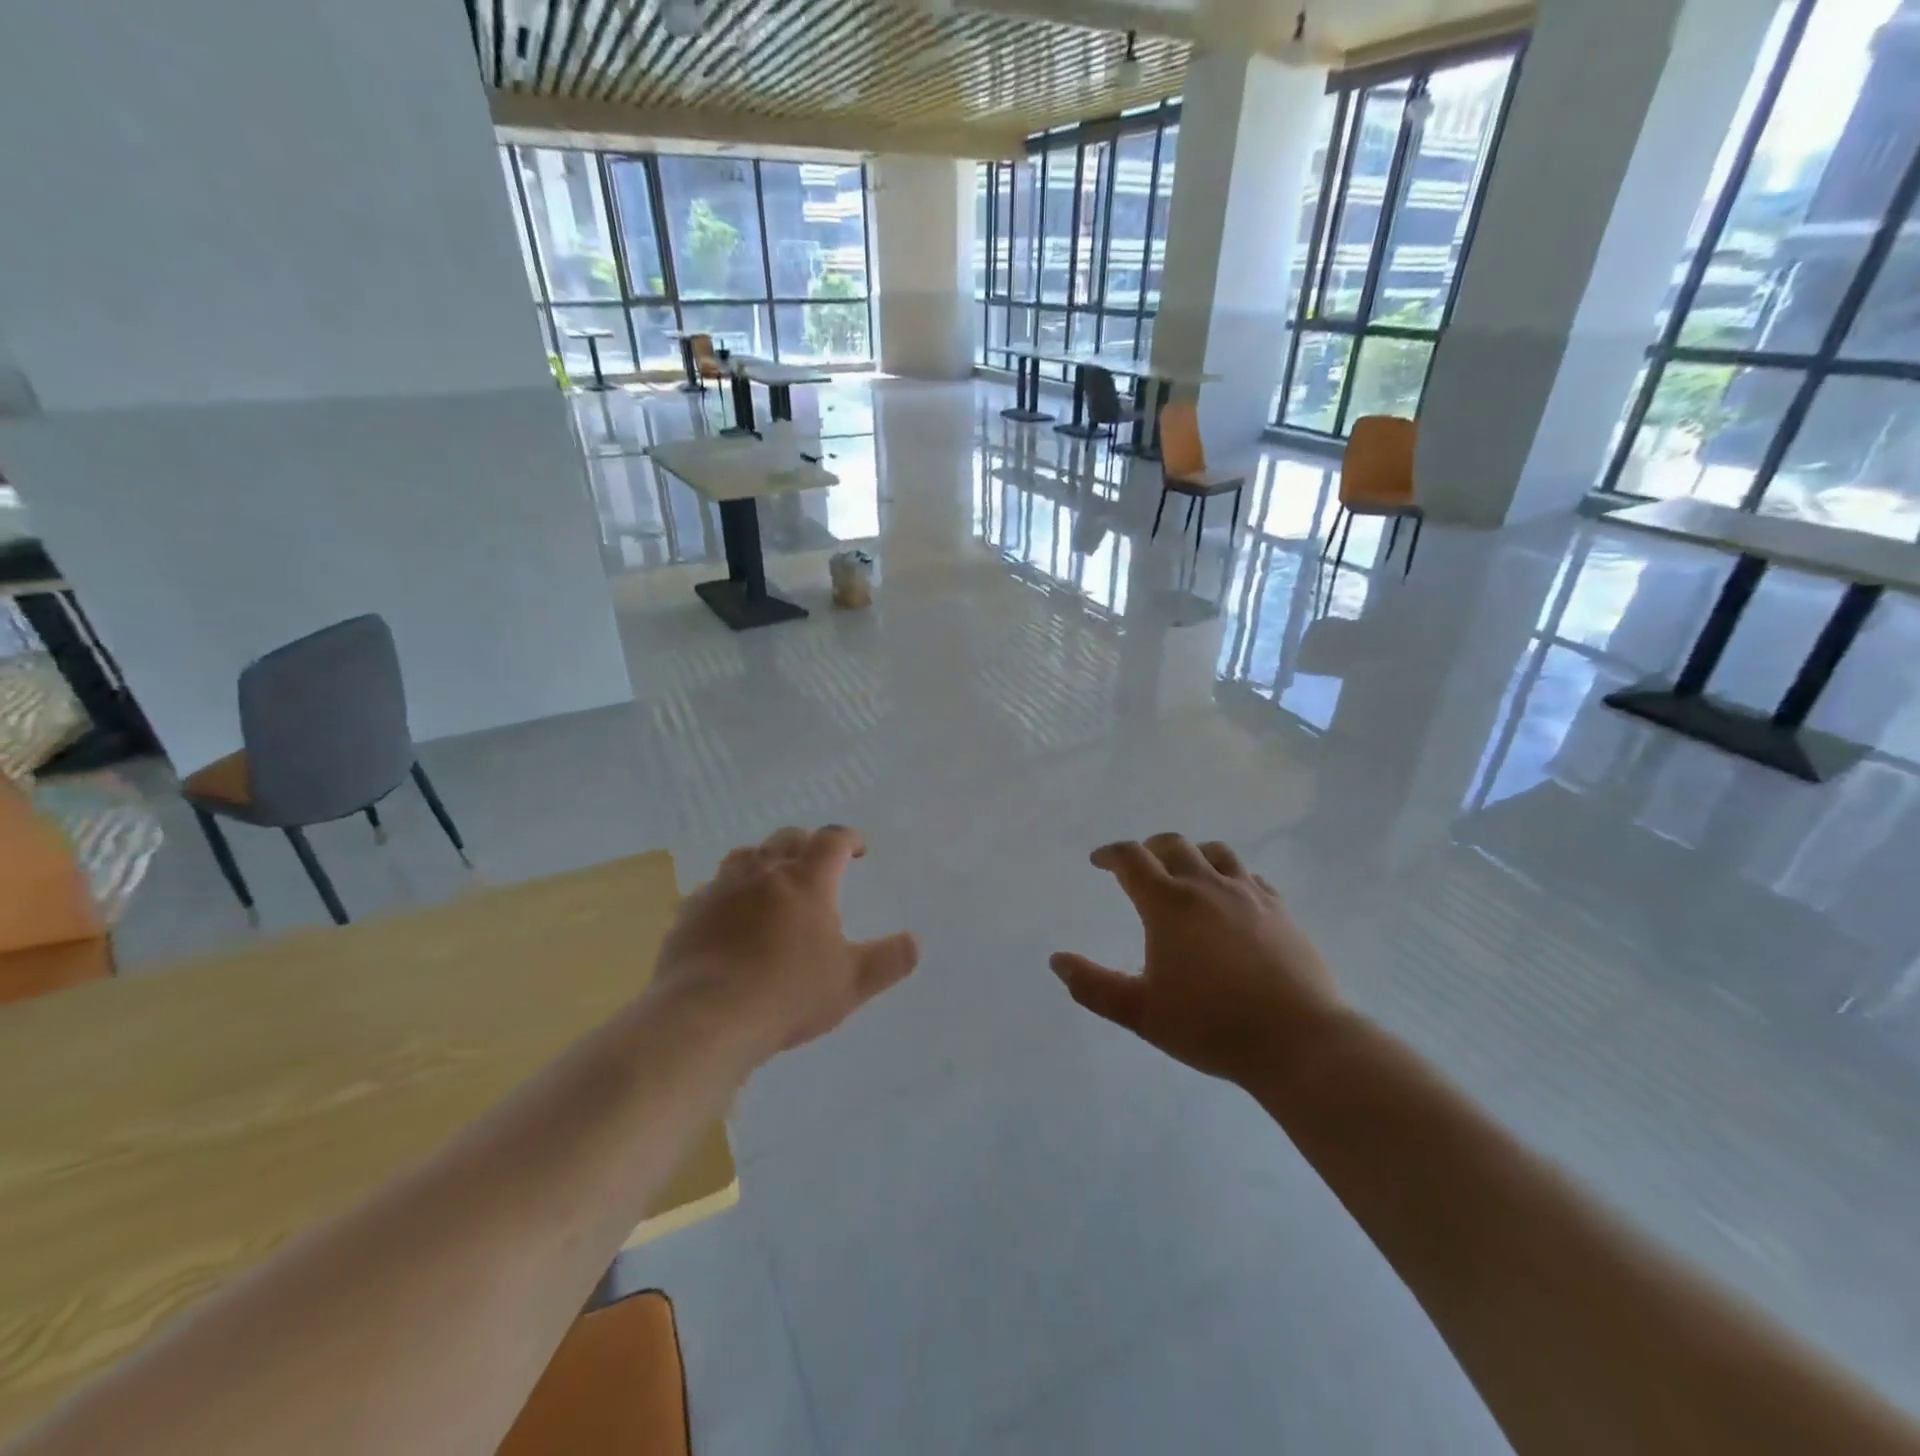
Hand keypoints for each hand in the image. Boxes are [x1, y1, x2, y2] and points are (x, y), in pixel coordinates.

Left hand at [653, 825, 919, 1063]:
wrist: (705, 1018)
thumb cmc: (788, 995)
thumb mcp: (852, 983)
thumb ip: (889, 960)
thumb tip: (915, 941)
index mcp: (807, 881)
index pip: (832, 841)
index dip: (849, 838)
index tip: (859, 848)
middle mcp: (763, 873)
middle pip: (787, 839)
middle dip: (807, 844)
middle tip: (818, 862)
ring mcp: (721, 889)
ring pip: (746, 856)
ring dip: (765, 860)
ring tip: (772, 879)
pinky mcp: (690, 912)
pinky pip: (712, 888)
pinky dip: (729, 891)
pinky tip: (730, 914)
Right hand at [1050, 834, 1345, 1084]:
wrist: (1298, 1041)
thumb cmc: (1210, 1026)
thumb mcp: (1140, 1013)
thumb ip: (1093, 986)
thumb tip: (1057, 961)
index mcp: (1169, 904)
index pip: (1132, 859)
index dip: (1110, 854)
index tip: (1099, 861)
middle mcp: (1207, 886)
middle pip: (1173, 845)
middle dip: (1150, 848)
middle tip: (1140, 865)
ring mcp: (1249, 895)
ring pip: (1216, 853)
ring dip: (1192, 855)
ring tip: (1185, 873)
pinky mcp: (1281, 910)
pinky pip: (1250, 877)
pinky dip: (1230, 877)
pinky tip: (1231, 899)